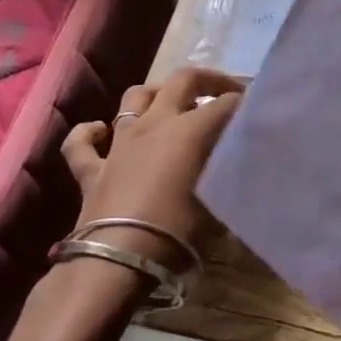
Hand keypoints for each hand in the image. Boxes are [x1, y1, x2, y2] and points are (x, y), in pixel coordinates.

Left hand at [60, 68, 243, 268]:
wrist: (118, 260)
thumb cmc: (178, 232)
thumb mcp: (218, 202)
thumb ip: (229, 175)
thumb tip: (239, 166)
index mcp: (190, 129)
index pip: (226, 103)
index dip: (245, 102)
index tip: (259, 107)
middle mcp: (155, 123)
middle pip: (183, 80)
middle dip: (209, 80)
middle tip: (226, 92)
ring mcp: (120, 143)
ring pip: (135, 97)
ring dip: (155, 94)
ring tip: (170, 103)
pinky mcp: (91, 169)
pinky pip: (81, 143)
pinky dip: (90, 133)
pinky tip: (100, 130)